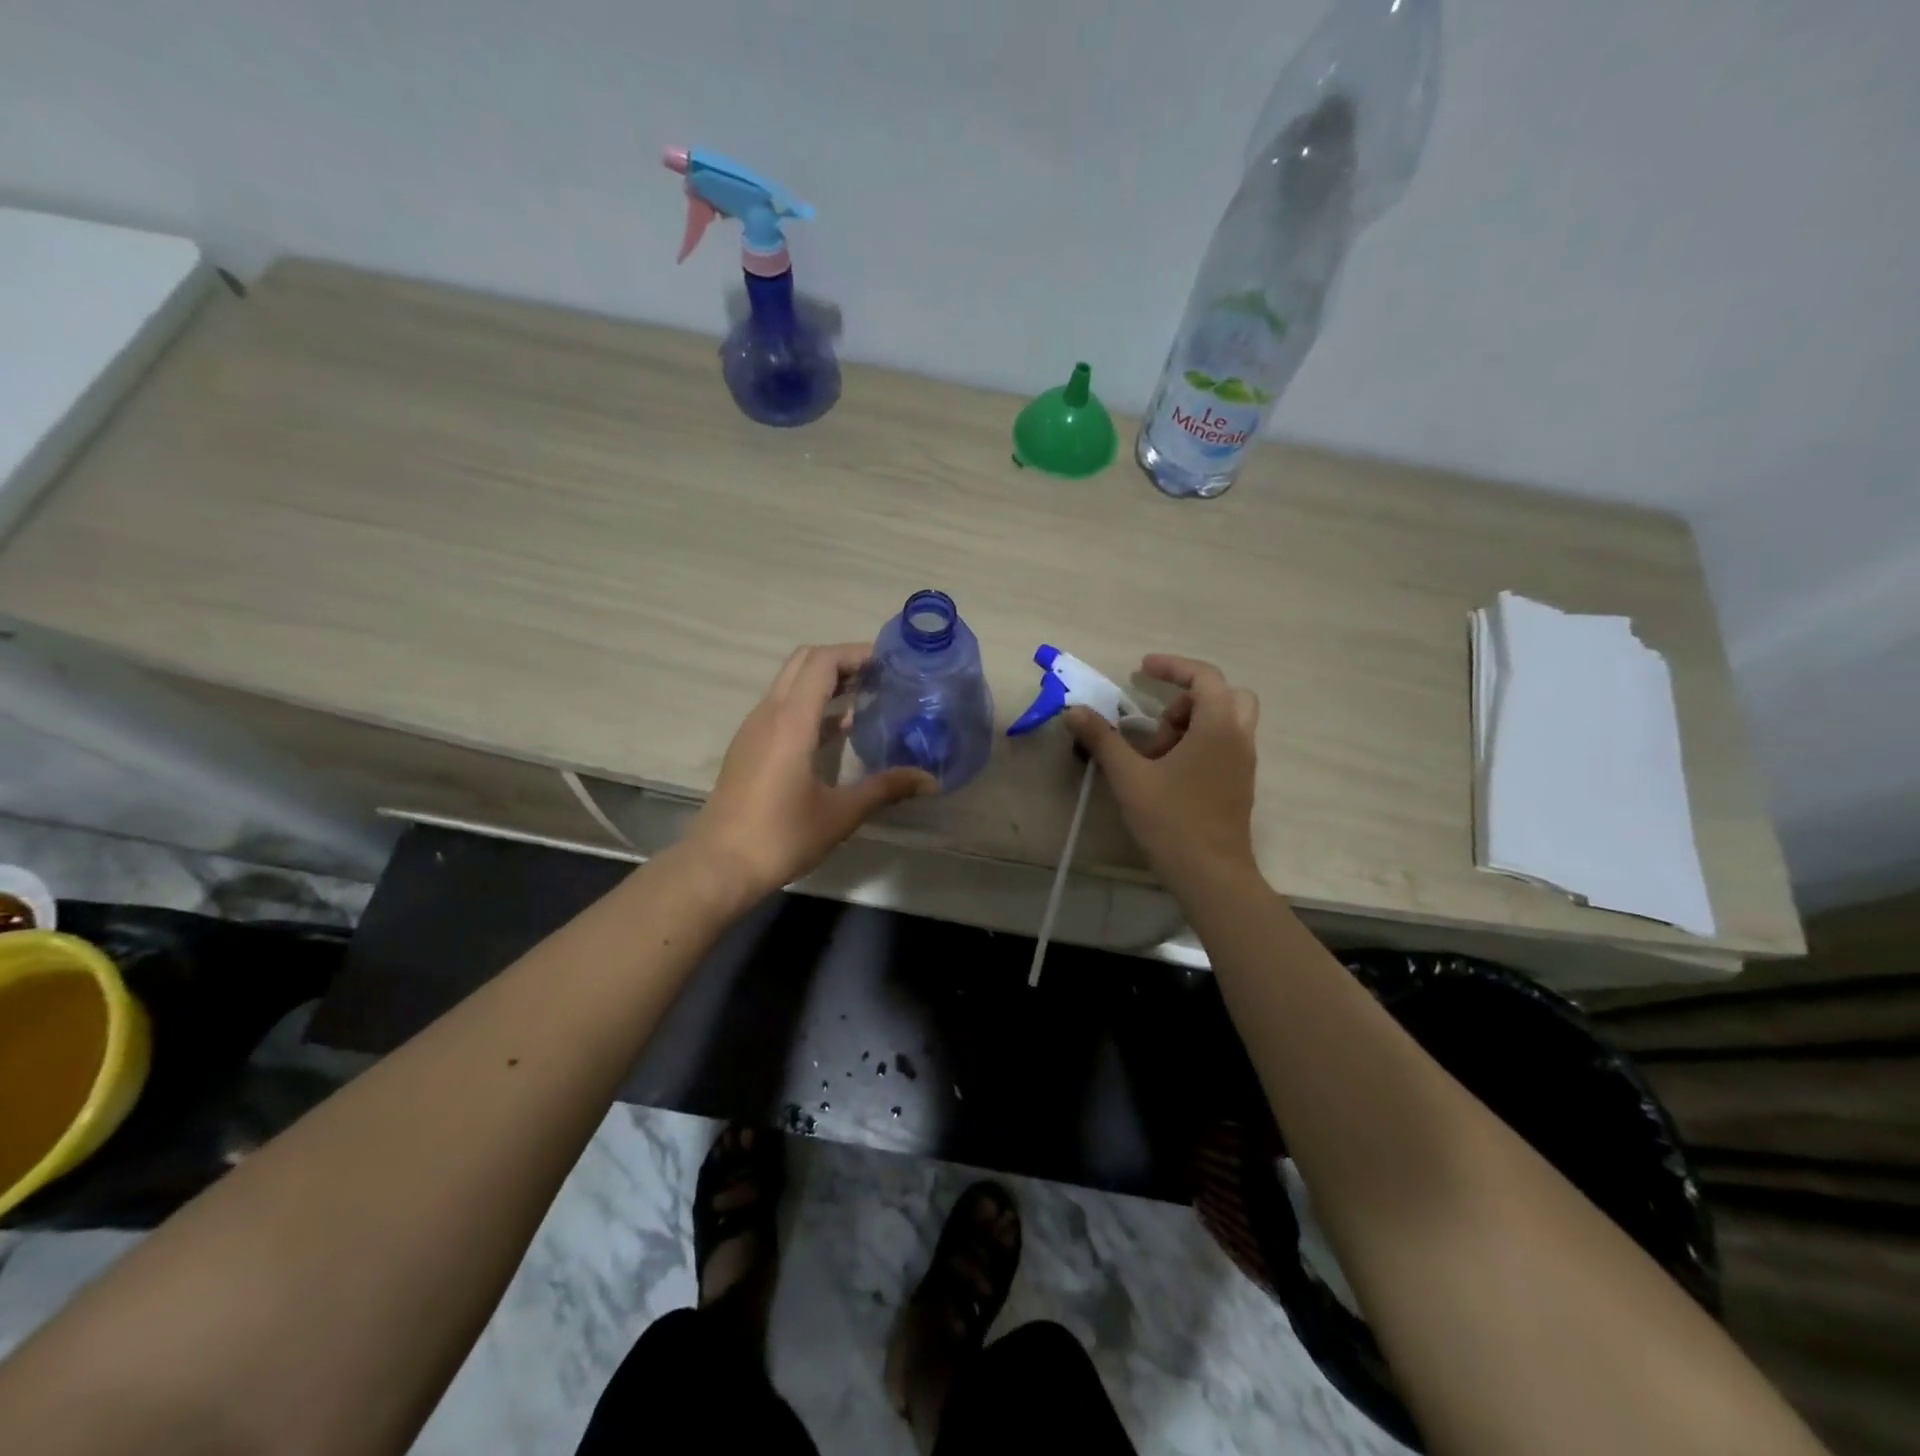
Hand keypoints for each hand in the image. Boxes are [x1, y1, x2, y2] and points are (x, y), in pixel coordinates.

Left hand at [683, 643, 935, 902]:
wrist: (718, 865)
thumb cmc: (781, 837)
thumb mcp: (840, 814)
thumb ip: (885, 789)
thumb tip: (930, 780)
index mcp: (791, 721)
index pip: (821, 662)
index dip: (855, 653)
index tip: (888, 662)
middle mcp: (769, 714)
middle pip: (803, 662)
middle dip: (841, 661)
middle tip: (879, 676)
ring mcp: (754, 730)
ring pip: (790, 684)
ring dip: (825, 682)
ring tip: (866, 698)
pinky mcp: (748, 747)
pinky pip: (782, 708)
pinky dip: (810, 705)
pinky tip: (838, 732)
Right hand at [1063, 654, 1260, 891]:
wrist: (1212, 875)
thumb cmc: (1172, 821)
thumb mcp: (1129, 777)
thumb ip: (1102, 739)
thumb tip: (1074, 710)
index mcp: (1218, 726)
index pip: (1203, 677)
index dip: (1172, 667)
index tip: (1141, 669)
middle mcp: (1239, 738)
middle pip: (1224, 695)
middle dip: (1187, 699)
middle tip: (1157, 724)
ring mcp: (1243, 763)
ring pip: (1225, 722)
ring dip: (1191, 724)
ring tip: (1156, 756)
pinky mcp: (1239, 784)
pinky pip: (1223, 746)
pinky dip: (1198, 744)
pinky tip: (1167, 775)